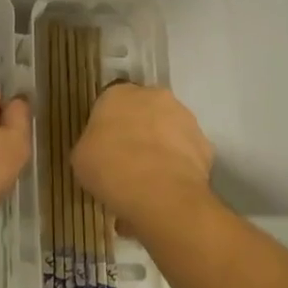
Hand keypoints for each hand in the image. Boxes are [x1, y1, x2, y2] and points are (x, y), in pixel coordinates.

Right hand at [72, 83, 214, 233]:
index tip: (105, 148)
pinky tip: (168, 191)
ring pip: (168, 131)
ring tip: (150, 183)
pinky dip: (179, 169)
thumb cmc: (110, 167)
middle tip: (128, 162)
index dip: (108, 126)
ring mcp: (184, 118)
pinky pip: (187, 155)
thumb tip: (101, 153)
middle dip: (138, 132)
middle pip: (143, 112)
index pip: (111, 102)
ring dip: (161, 148)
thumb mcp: (82, 158)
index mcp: (118, 93)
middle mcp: (153, 96)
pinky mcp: (206, 145)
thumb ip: (92, 146)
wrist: (160, 194)